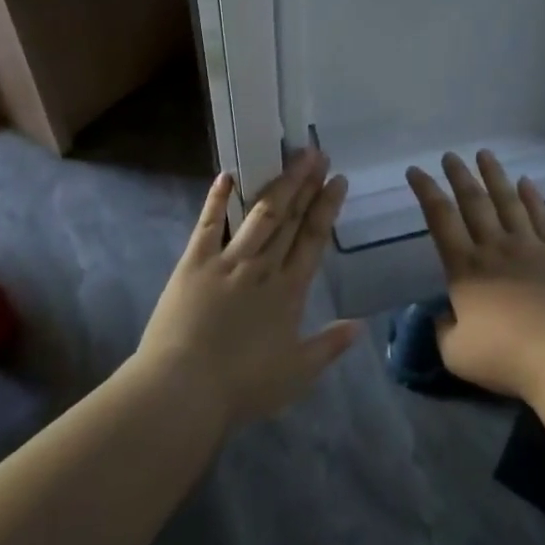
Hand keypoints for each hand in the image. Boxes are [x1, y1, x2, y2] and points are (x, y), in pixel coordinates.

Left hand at [137, 150, 359, 432]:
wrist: (183, 390)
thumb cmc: (242, 386)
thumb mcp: (297, 373)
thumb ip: (329, 345)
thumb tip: (361, 325)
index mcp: (289, 291)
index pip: (314, 239)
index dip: (327, 208)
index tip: (338, 180)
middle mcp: (263, 267)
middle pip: (290, 218)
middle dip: (306, 184)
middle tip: (318, 154)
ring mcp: (228, 261)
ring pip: (260, 214)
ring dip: (278, 183)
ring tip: (292, 156)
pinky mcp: (194, 263)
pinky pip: (208, 224)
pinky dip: (218, 199)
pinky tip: (227, 175)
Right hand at [406, 151, 544, 403]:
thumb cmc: (506, 356)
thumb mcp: (456, 353)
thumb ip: (443, 330)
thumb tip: (443, 315)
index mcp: (465, 268)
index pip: (440, 219)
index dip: (426, 192)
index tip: (415, 171)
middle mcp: (494, 248)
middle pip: (474, 202)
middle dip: (459, 176)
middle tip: (450, 155)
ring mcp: (529, 247)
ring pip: (508, 201)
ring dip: (495, 176)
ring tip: (485, 154)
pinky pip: (542, 217)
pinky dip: (533, 198)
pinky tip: (527, 183)